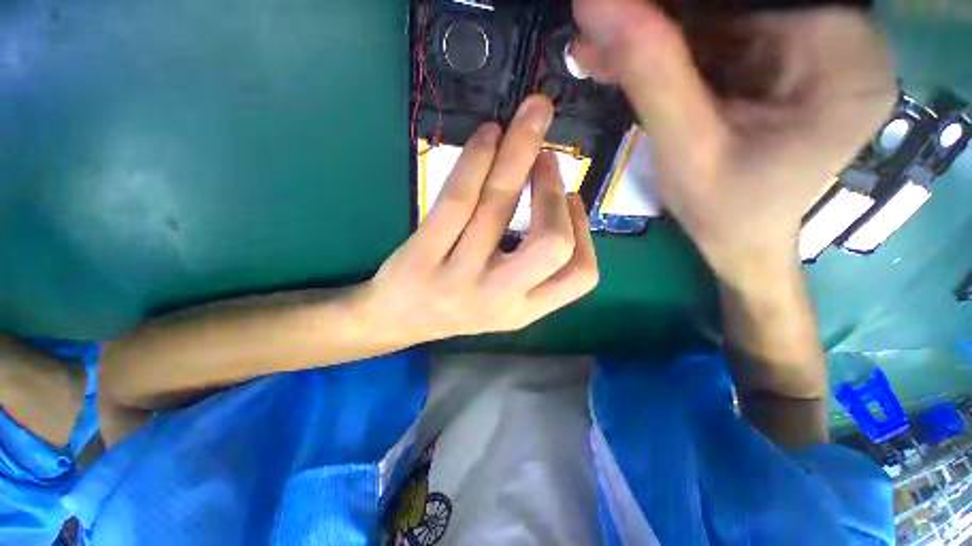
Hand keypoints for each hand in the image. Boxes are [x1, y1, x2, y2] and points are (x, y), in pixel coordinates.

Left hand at [363, 96, 598, 342]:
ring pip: (498, 207)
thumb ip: (531, 267)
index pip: (579, 277)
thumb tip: (557, 201)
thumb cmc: (454, 306)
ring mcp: (458, 279)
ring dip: (519, 153)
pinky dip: (476, 159)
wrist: (397, 321)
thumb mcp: (502, 301)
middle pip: (550, 243)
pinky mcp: (422, 258)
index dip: (584, 231)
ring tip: (529, 122)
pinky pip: (457, 200)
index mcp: (523, 312)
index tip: (571, 198)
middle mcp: (497, 299)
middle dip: (553, 191)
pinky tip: (487, 136)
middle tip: (547, 157)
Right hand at [571, 0, 895, 281]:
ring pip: (723, 14)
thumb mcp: (685, 148)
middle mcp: (841, 37)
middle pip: (740, 0)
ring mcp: (813, 46)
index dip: (676, 0)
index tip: (619, 7)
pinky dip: (669, 47)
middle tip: (601, 28)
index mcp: (841, 56)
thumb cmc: (723, 210)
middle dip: (662, 15)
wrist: (739, 240)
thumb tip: (596, 3)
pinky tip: (624, 58)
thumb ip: (650, 74)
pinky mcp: (781, 60)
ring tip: (601, 47)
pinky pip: (719, 37)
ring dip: (656, 31)